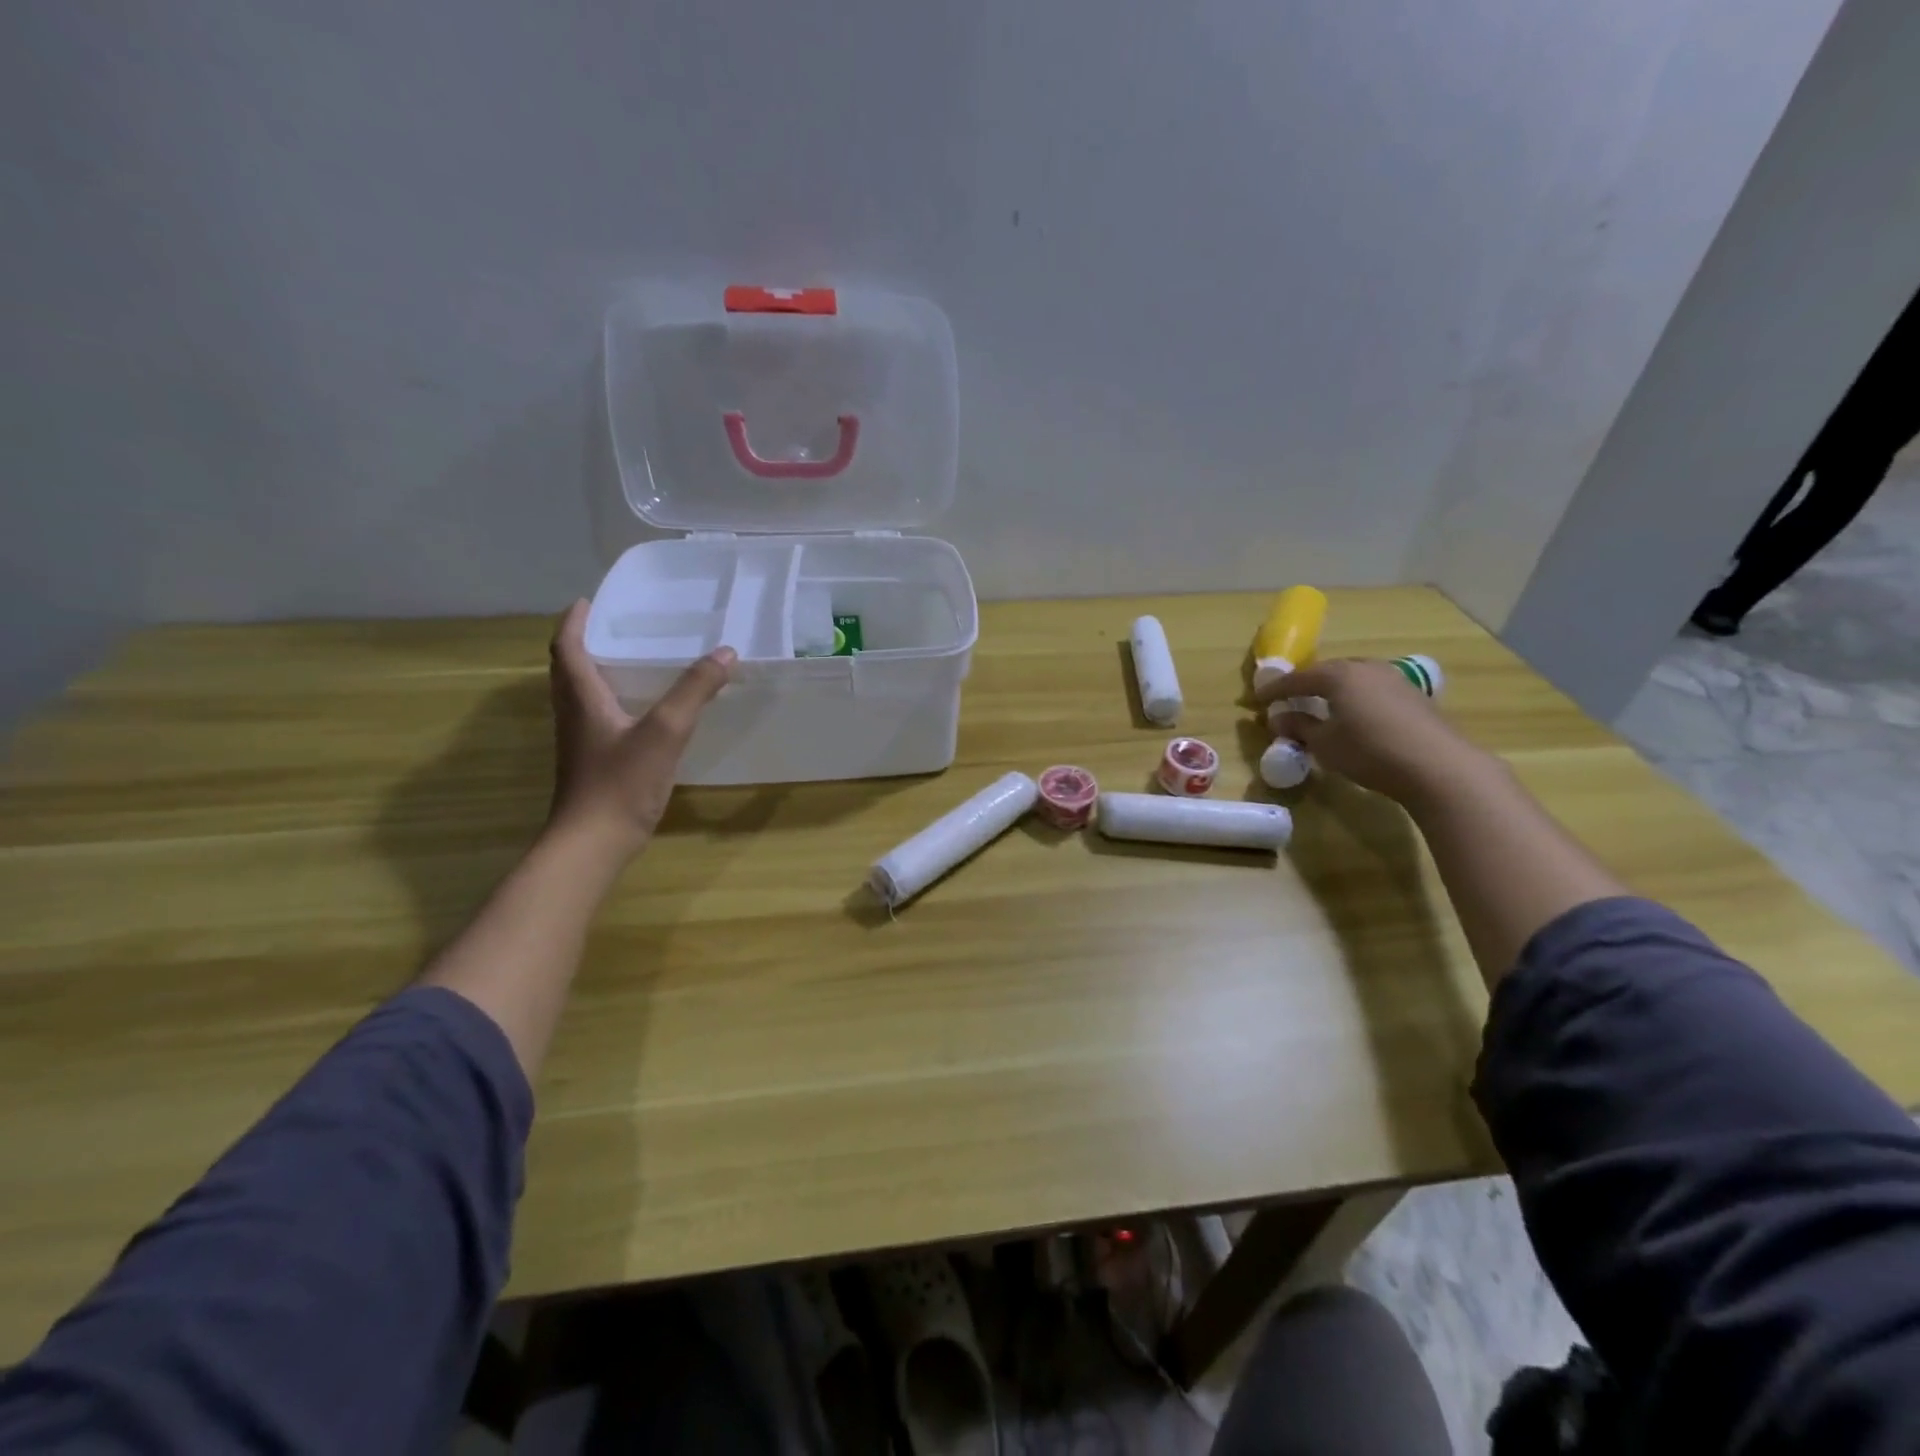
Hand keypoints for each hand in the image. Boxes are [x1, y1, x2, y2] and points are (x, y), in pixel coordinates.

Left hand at [546, 600, 735, 856]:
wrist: (592, 844)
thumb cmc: (621, 782)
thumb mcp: (665, 731)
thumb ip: (694, 691)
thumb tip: (725, 652)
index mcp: (581, 699)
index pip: (567, 648)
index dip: (575, 622)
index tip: (590, 601)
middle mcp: (574, 715)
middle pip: (569, 670)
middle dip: (586, 644)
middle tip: (616, 627)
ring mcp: (580, 743)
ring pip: (581, 696)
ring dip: (597, 673)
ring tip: (632, 662)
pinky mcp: (592, 764)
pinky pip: (597, 719)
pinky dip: (612, 702)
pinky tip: (643, 713)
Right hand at [1261, 658, 1488, 806]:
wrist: (1439, 766)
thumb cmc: (1370, 751)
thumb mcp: (1324, 744)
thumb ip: (1299, 727)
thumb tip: (1278, 719)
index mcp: (1340, 676)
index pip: (1299, 678)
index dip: (1276, 689)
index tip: (1258, 699)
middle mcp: (1367, 669)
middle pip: (1329, 672)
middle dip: (1308, 684)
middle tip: (1291, 699)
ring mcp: (1395, 680)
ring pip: (1355, 679)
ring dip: (1335, 690)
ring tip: (1323, 706)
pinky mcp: (1415, 697)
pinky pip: (1374, 690)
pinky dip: (1358, 699)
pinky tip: (1356, 716)